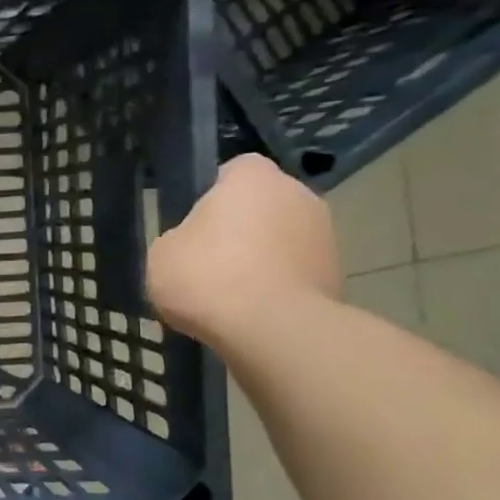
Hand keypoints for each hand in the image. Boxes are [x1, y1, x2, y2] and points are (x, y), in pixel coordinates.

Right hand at [147, 155, 341, 344]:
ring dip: (263, 256)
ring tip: (230, 293)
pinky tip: (252, 311)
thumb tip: (195, 243)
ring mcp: (325, 234)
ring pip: (282, 238)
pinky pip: (295, 271)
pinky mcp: (337, 273)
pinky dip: (277, 284)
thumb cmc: (207, 276)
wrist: (271, 329)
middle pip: (263, 204)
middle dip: (242, 226)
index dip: (214, 193)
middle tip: (209, 259)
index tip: (196, 222)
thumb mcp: (162, 253)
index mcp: (253, 178)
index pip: (234, 170)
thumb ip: (180, 237)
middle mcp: (298, 194)